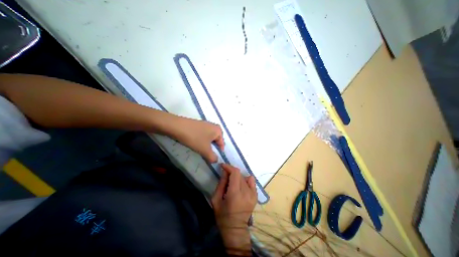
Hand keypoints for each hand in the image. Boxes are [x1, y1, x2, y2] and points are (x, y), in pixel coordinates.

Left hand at [171, 116, 223, 161]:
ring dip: (206, 145)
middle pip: (215, 141)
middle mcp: (213, 126)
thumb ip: (212, 157)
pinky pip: (203, 135)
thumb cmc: (194, 138)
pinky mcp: (198, 125)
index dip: (219, 152)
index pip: (222, 144)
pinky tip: (195, 143)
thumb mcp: (205, 150)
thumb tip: (216, 160)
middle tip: (206, 154)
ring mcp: (205, 124)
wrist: (177, 126)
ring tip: (200, 150)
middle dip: (212, 148)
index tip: (214, 159)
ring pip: (208, 138)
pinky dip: (201, 140)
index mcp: (218, 130)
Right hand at [213, 165, 257, 254]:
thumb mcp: (216, 199)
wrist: (235, 229)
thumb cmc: (223, 216)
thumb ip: (221, 183)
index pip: (235, 173)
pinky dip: (245, 180)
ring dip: (237, 177)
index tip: (223, 166)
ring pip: (244, 177)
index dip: (229, 167)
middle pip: (240, 174)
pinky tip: (241, 185)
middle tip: (225, 176)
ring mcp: (253, 194)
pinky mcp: (255, 196)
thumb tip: (225, 171)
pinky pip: (251, 181)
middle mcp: (246, 192)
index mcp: (235, 194)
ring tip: (233, 183)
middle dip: (231, 172)